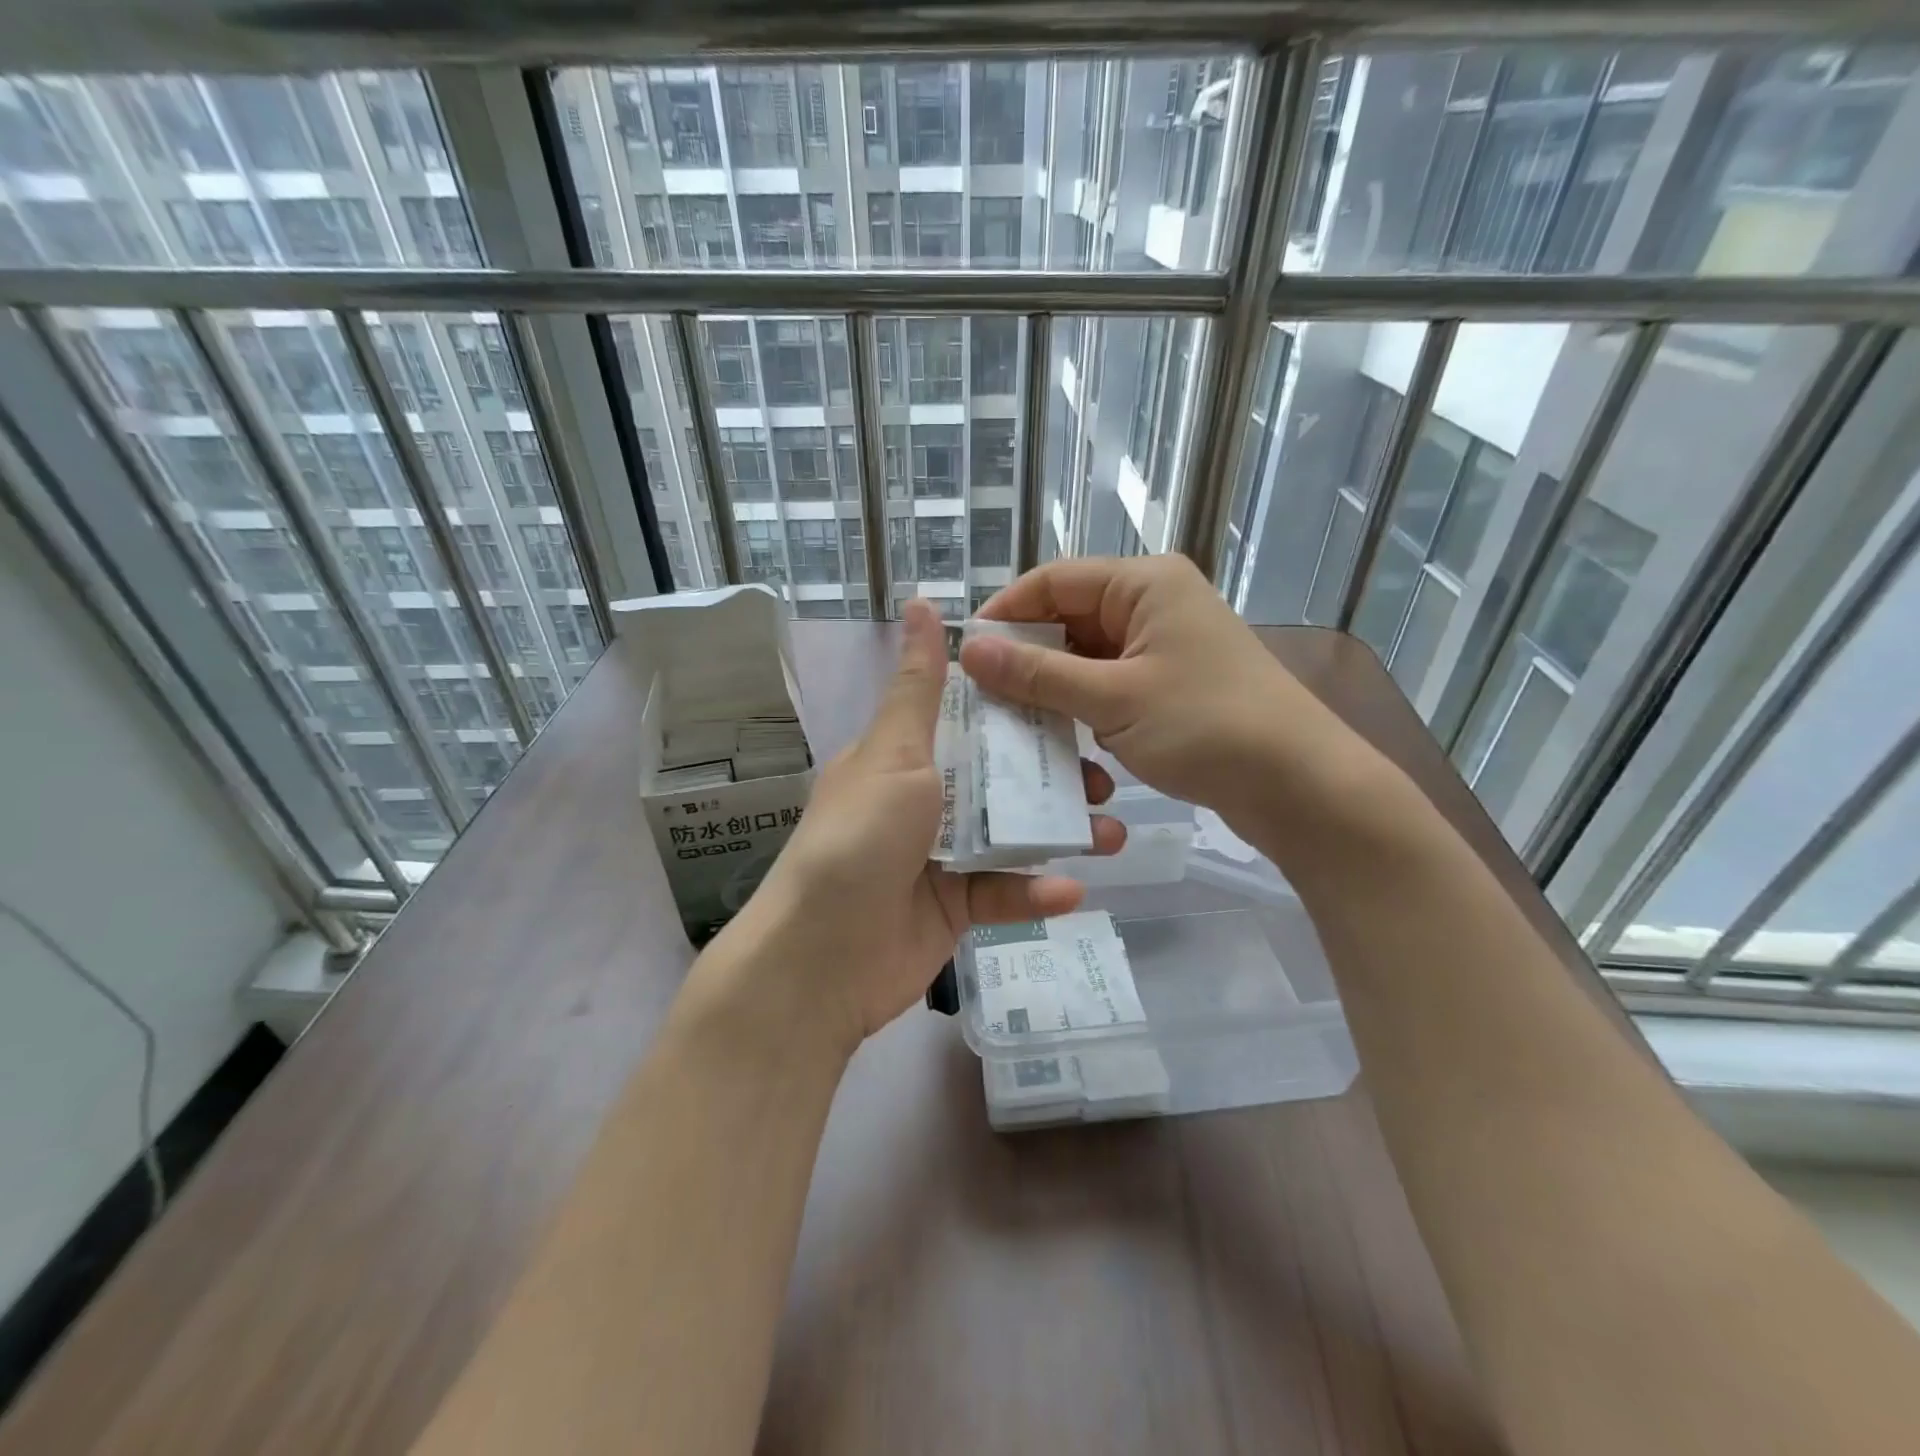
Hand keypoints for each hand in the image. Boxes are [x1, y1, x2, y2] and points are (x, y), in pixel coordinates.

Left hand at [703, 599, 1125, 1056]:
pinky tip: (1072, 891)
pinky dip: (1035, 892)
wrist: (820, 959)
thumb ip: (919, 688)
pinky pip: (1003, 893)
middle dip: (1054, 778)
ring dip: (1060, 835)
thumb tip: (920, 602)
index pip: (971, 721)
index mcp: (904, 758)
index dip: (1021, 709)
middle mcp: (924, 802)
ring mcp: (940, 857)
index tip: (1074, 701)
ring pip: (1012, 836)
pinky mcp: (955, 909)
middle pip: (1001, 779)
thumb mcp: (893, 755)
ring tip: (1110, 836)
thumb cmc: (857, 840)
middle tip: (1104, 779)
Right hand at [960, 556, 1390, 860]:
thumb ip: (1037, 673)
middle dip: (1026, 657)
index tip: (965, 656)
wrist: (1299, 785)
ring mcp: (1163, 646)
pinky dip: (1082, 708)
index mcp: (1144, 584)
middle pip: (1068, 618)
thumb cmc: (1207, 727)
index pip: (1053, 580)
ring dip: (1052, 689)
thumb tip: (970, 648)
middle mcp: (1153, 604)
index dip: (1005, 614)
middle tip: (982, 698)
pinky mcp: (1169, 685)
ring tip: (1012, 723)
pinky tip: (1058, 739)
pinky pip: (1108, 685)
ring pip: (1085, 657)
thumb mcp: (1112, 698)